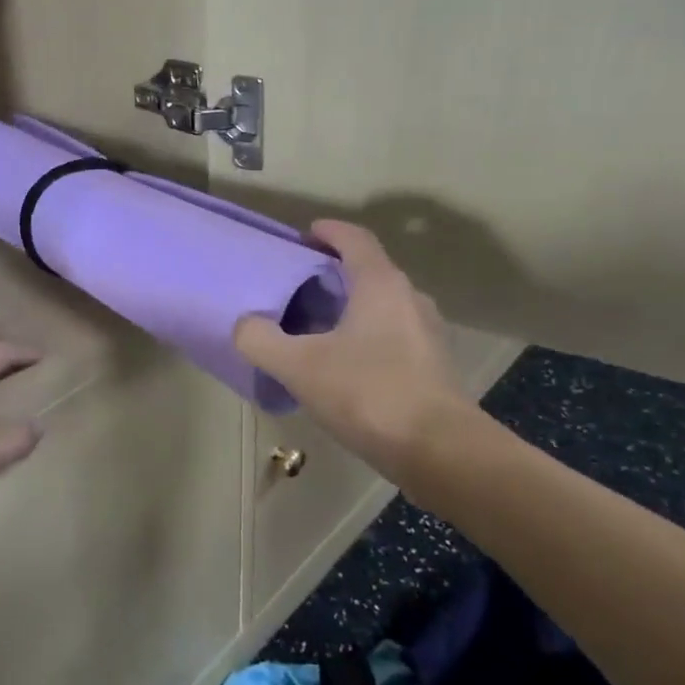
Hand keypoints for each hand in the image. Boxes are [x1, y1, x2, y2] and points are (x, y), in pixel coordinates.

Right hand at [234, 221, 476, 475]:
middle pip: (369, 271)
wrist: (439, 452)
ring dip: (349, 308)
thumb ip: (261, 340)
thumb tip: (244, 324)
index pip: (355, 239)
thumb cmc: (368, 393)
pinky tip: (341, 366)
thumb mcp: (299, 366)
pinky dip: (365, 337)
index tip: (302, 236)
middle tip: (297, 287)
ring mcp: (427, 334)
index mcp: (381, 285)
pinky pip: (392, 336)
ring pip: (381, 306)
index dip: (328, 232)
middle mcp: (410, 299)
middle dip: (333, 273)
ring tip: (314, 328)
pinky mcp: (432, 367)